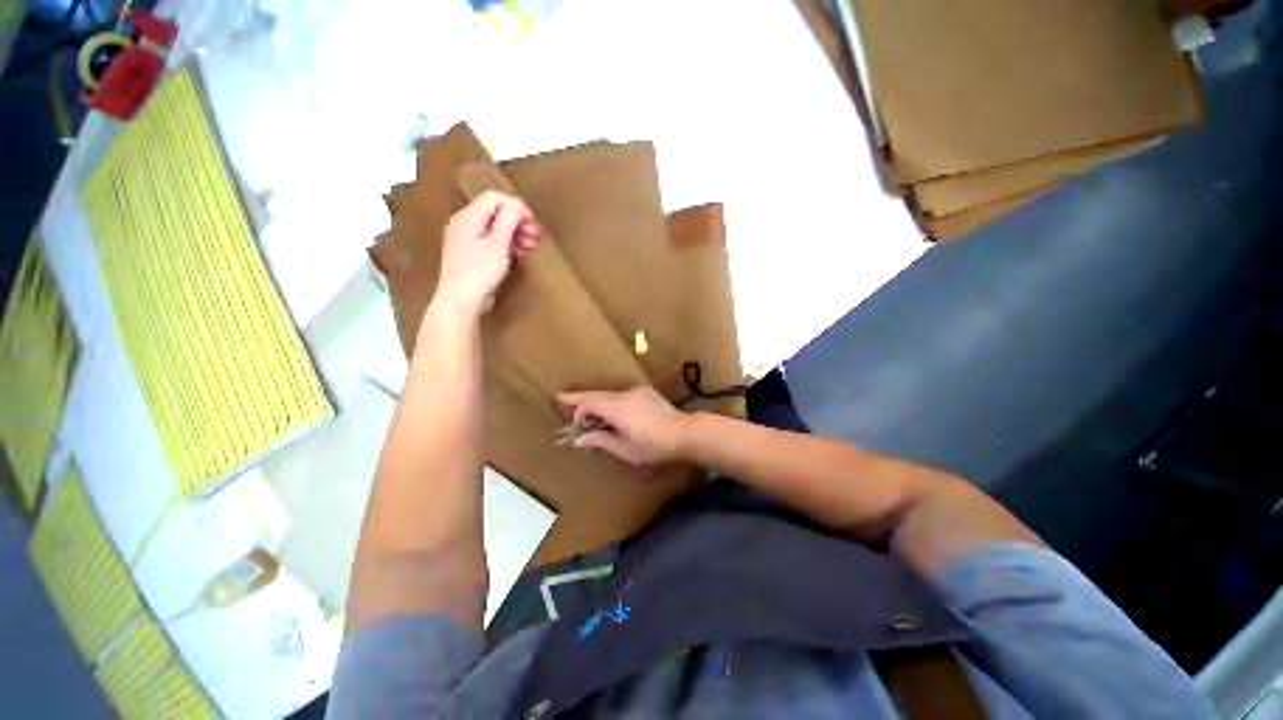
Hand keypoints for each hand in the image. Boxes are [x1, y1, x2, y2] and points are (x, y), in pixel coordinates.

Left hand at [435, 191, 539, 317]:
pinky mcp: (470, 255)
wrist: (460, 300)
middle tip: (536, 237)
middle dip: (517, 222)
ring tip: (530, 248)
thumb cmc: (480, 271)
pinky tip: (518, 254)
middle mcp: (464, 223)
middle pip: (494, 213)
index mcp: (468, 217)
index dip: (516, 207)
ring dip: (514, 234)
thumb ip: (509, 220)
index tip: (532, 223)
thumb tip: (518, 205)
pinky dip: (505, 244)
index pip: (494, 198)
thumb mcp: (498, 244)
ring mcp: (465, 240)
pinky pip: (490, 242)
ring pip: (494, 228)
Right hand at [556, 387, 689, 466]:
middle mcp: (625, 394)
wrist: (684, 433)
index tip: (575, 423)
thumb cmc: (653, 446)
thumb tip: (579, 439)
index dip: (577, 409)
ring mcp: (637, 391)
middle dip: (579, 397)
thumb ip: (600, 441)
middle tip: (561, 396)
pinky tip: (614, 415)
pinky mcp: (646, 392)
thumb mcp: (625, 449)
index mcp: (618, 408)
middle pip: (597, 394)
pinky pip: (622, 396)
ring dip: (597, 403)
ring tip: (589, 415)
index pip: (589, 402)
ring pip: (610, 395)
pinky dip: (612, 403)